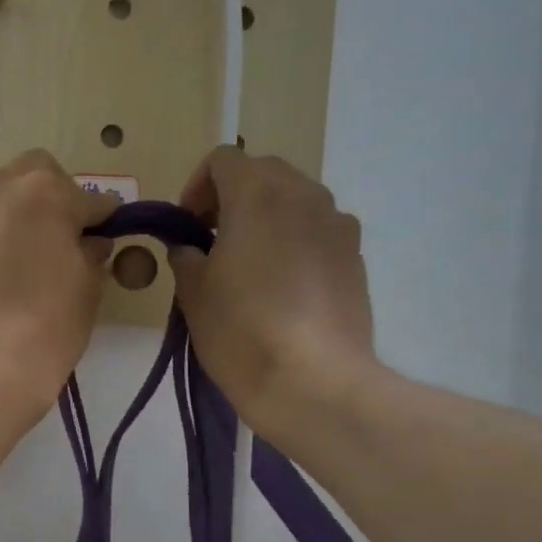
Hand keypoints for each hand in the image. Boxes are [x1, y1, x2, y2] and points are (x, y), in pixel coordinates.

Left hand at [0, 151, 116, 425]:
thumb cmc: (47, 325)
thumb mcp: (88, 287)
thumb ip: (93, 252)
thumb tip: (90, 242)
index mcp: (43, 190)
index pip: (90, 198)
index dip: (104, 220)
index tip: (108, 239)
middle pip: (35, 176)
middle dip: (54, 200)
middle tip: (64, 242)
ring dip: (17, 216)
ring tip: (25, 260)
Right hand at [169, 147, 381, 434]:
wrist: (314, 381)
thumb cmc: (242, 330)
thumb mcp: (193, 293)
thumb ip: (185, 255)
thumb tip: (189, 247)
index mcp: (257, 194)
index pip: (222, 160)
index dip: (197, 187)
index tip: (187, 227)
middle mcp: (304, 195)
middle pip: (262, 173)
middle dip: (232, 198)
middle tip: (212, 241)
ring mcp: (337, 225)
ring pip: (295, 200)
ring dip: (266, 218)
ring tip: (249, 265)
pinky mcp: (356, 257)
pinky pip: (318, 231)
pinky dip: (295, 241)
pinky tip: (283, 287)